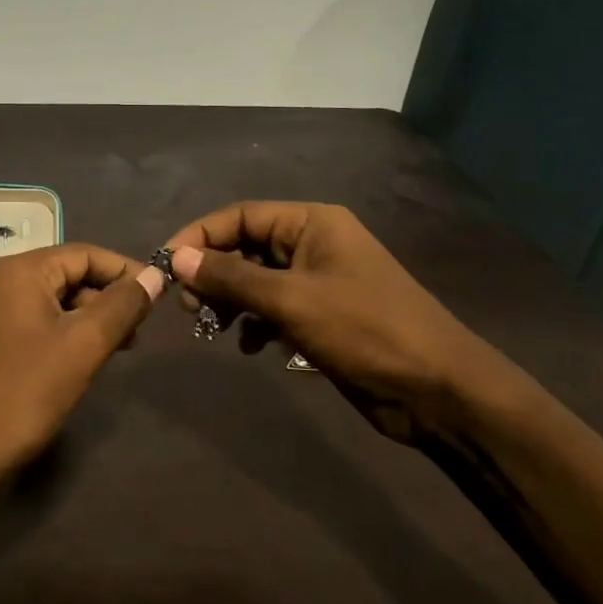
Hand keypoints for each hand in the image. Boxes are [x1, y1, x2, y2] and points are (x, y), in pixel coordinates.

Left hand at [0, 243, 163, 492]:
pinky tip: (82, 360)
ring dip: (88, 318)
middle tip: (140, 329)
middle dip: (107, 298)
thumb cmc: (26, 392)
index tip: (158, 295)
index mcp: (18, 271)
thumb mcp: (85, 344)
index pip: (84, 254)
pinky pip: (32, 324)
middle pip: (66, 275)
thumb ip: (123, 305)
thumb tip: (155, 276)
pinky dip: (63, 333)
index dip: (125, 271)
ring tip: (120, 347)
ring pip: (50, 302)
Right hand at [164, 201, 529, 442]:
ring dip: (230, 300)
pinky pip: (273, 307)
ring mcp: (319, 281)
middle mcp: (314, 243)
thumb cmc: (364, 330)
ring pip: (256, 279)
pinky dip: (254, 323)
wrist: (436, 388)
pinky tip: (248, 346)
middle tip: (190, 306)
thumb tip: (177, 258)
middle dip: (213, 273)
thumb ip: (230, 277)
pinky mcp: (322, 315)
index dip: (199, 236)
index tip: (166, 266)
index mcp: (312, 223)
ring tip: (213, 327)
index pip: (240, 215)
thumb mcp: (290, 300)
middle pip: (246, 246)